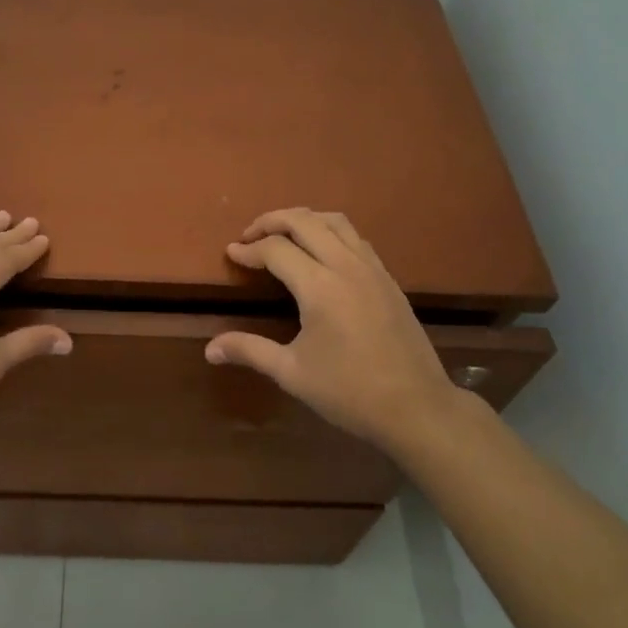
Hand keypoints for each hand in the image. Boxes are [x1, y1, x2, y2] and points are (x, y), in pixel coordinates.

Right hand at [207, 208, 455, 451]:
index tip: (231, 252)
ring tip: (283, 235)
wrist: (417, 407)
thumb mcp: (292, 373)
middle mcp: (346, 266)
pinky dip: (330, 232)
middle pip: (304, 220)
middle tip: (250, 235)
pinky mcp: (388, 278)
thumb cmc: (350, 392)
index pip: (276, 249)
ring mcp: (372, 268)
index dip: (249, 249)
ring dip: (304, 219)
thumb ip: (250, 351)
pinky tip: (321, 253)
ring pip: (334, 220)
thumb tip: (209, 349)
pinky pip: (355, 237)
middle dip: (272, 221)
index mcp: (319, 286)